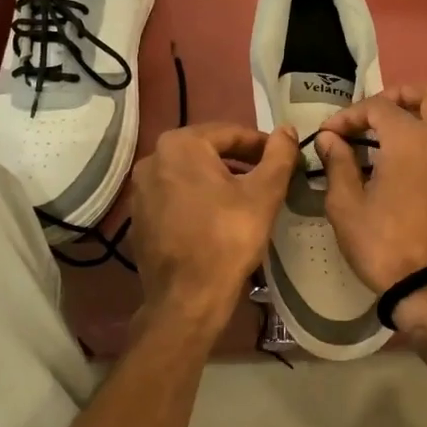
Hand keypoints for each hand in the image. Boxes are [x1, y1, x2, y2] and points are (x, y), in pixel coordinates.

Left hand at [128, 123, 298, 330]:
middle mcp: (152, 159)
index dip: (261, 145)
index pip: (231, 133)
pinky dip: (198, 200)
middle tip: (268, 178)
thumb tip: (287, 129)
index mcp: (180, 145)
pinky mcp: (138, 218)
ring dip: (218, 180)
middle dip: (239, 161)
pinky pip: (175, 197)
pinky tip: (218, 219)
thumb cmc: (229, 237)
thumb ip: (279, 154)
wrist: (188, 297)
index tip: (283, 159)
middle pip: (207, 151)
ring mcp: (140, 190)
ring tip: (246, 198)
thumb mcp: (265, 192)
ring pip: (190, 174)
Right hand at [313, 85, 426, 293]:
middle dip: (398, 96)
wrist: (426, 284)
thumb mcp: (346, 204)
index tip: (327, 134)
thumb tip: (330, 138)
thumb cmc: (381, 243)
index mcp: (410, 140)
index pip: (378, 107)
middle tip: (370, 115)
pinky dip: (422, 135)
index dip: (349, 115)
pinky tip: (392, 157)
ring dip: (414, 113)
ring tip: (380, 134)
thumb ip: (338, 163)